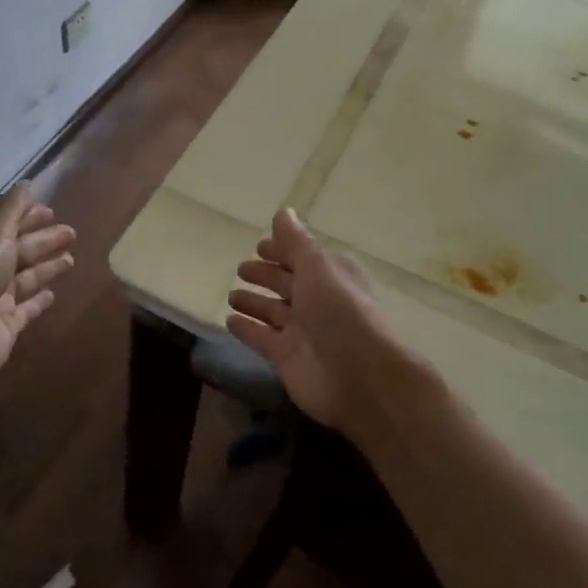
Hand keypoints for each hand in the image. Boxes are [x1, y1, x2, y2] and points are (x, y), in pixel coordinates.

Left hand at [0, 183, 75, 383]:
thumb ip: (13, 209)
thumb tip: (27, 184)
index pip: (6, 223)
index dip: (28, 216)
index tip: (52, 211)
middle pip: (19, 249)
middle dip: (44, 239)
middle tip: (72, 233)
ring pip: (26, 277)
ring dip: (47, 267)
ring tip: (71, 259)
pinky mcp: (5, 324)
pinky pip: (26, 309)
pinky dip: (39, 300)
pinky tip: (53, 293)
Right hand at [225, 207, 402, 431]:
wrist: (358, 375)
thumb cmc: (339, 311)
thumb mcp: (317, 267)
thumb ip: (296, 241)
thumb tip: (284, 212)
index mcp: (330, 276)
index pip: (302, 257)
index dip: (282, 250)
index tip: (259, 246)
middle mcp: (318, 301)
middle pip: (286, 283)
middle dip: (265, 275)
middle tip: (241, 269)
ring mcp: (302, 331)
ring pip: (272, 311)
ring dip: (253, 302)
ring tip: (231, 295)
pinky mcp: (287, 357)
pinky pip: (261, 338)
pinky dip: (247, 329)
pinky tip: (229, 320)